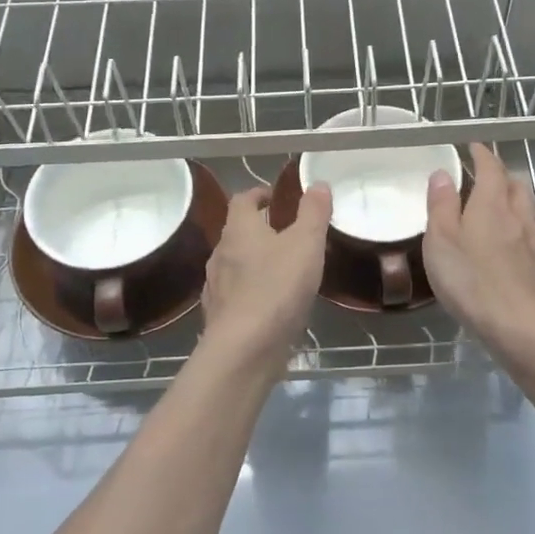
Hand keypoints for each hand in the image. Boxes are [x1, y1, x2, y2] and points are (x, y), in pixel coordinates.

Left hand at [199, 183, 330, 375]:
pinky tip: (269, 304)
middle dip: (259, 229)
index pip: (242, 200)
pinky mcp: (219, 316)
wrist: (245, 349)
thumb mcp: (306, 243)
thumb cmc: (277, 287)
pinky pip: (234, 294)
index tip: (276, 197)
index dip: (258, 194)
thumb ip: (314, 212)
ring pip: (234, 264)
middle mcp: (220, 253)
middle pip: (237, 232)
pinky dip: (250, 291)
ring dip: (254, 261)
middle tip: (286, 233)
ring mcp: (216, 286)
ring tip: (282, 269)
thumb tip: (318, 184)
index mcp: (239, 230)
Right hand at [424, 143, 534, 365]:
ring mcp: (533, 242)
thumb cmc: (473, 282)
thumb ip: (441, 205)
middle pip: (514, 184)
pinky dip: (516, 225)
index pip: (491, 167)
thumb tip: (443, 173)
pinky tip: (504, 242)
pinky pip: (529, 232)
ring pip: (525, 207)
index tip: (471, 146)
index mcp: (493, 204)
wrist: (523, 329)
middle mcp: (518, 216)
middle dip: (499, 174)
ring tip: (491, 205)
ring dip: (510, 198)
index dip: (481, 153)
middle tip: (479, 176)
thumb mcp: (441, 241)